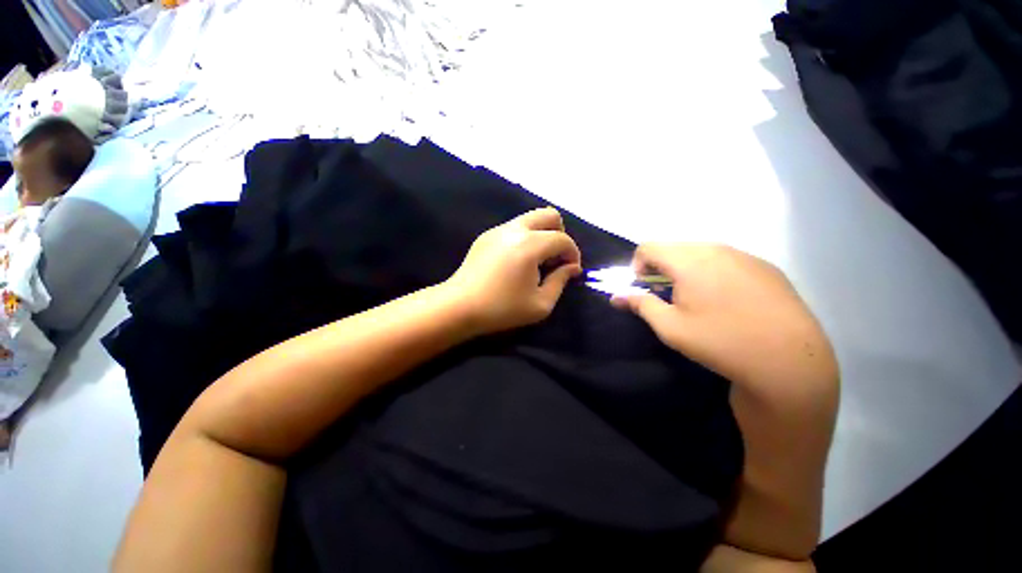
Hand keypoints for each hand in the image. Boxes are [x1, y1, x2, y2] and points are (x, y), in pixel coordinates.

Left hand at [447, 208, 582, 335]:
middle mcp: (515, 229)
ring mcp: (498, 229)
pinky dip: (525, 237)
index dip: (573, 253)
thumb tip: (571, 267)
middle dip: (560, 234)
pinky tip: (518, 260)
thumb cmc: (501, 309)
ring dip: (542, 234)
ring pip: (531, 218)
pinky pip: (514, 227)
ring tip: (538, 260)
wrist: (459, 306)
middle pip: (549, 215)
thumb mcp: (540, 304)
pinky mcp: (486, 235)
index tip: (572, 270)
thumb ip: (560, 281)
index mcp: (530, 245)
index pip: (562, 239)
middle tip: (556, 258)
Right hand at [613, 244, 836, 393]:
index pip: (648, 247)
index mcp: (689, 261)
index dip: (637, 265)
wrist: (789, 361)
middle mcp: (717, 249)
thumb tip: (615, 296)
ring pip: (701, 252)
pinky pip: (727, 260)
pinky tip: (728, 302)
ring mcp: (745, 256)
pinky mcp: (766, 267)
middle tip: (668, 296)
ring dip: (687, 270)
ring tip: (697, 300)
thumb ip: (640, 304)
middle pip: (675, 248)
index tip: (644, 288)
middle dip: (661, 268)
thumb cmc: (720, 342)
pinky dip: (713, 273)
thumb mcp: (670, 327)